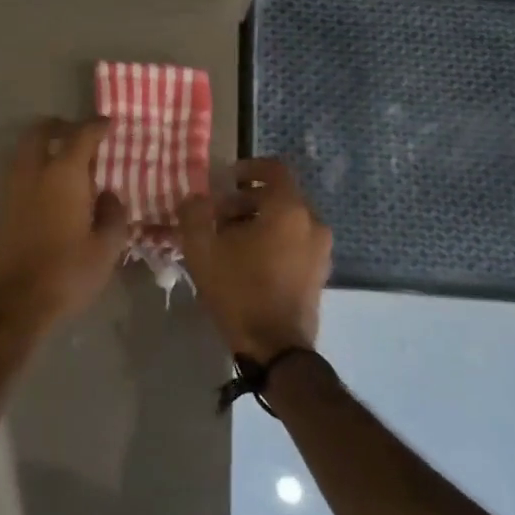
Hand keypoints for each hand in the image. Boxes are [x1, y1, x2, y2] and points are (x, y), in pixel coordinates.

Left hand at [0, 117, 128, 319]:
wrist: (14, 303)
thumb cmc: (67, 273)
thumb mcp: (106, 249)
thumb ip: (113, 215)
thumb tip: (109, 195)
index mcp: (63, 175)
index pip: (81, 135)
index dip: (97, 125)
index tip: (108, 124)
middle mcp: (33, 172)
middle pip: (40, 131)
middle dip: (59, 126)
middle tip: (77, 134)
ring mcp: (11, 189)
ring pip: (23, 151)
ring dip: (42, 146)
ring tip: (63, 161)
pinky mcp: (0, 208)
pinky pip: (17, 173)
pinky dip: (32, 168)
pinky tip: (49, 189)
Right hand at [178, 158, 331, 360]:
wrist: (276, 347)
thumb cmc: (239, 291)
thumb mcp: (202, 250)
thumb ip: (194, 214)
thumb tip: (194, 198)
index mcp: (288, 209)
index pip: (274, 168)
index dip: (248, 167)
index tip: (225, 179)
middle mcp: (312, 222)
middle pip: (280, 196)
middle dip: (247, 199)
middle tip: (218, 216)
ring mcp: (321, 249)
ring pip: (288, 220)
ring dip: (259, 221)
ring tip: (230, 241)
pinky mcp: (320, 272)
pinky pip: (296, 241)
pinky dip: (274, 240)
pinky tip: (248, 261)